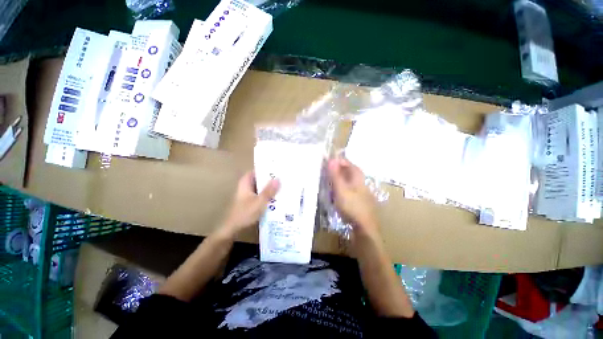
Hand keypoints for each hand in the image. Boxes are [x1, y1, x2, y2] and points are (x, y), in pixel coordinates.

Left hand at [221, 171, 279, 236]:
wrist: (232, 229)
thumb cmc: (244, 213)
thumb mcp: (259, 202)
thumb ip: (269, 191)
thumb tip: (279, 179)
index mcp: (246, 182)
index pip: (258, 170)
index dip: (268, 169)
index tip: (279, 168)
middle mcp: (247, 185)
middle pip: (261, 178)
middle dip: (271, 179)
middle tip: (284, 177)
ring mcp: (249, 193)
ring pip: (262, 187)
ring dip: (270, 187)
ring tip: (284, 185)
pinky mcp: (251, 200)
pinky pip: (261, 193)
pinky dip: (268, 194)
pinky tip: (277, 196)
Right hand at [328, 157, 379, 238]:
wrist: (364, 228)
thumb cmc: (351, 206)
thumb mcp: (340, 190)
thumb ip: (336, 175)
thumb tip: (331, 159)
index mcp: (358, 179)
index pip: (350, 165)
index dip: (341, 161)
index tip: (330, 161)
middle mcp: (362, 185)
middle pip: (351, 173)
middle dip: (341, 170)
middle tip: (329, 171)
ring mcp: (363, 194)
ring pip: (351, 183)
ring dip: (341, 180)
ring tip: (332, 182)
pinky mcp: (361, 203)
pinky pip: (351, 191)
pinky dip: (343, 189)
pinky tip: (338, 195)